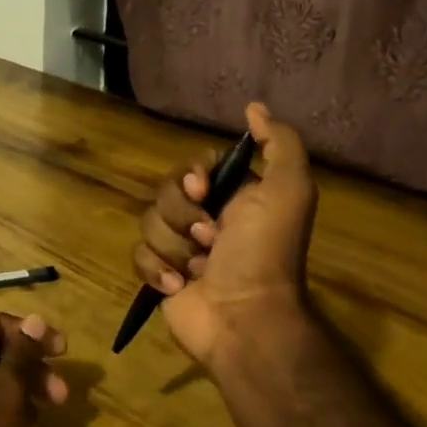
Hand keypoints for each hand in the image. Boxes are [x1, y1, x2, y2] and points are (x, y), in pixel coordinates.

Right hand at [132, 102, 317, 379]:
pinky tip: (180, 286)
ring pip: (149, 223)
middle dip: (182, 215)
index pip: (193, 168)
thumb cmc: (265, 253)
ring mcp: (181, 249)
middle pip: (165, 192)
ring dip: (174, 247)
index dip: (191, 176)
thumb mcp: (288, 190)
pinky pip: (138, 256)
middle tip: (210, 239)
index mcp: (234, 197)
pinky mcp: (161, 277)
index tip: (203, 191)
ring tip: (198, 269)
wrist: (245, 318)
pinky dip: (158, 271)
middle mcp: (206, 219)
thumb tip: (254, 107)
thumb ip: (279, 144)